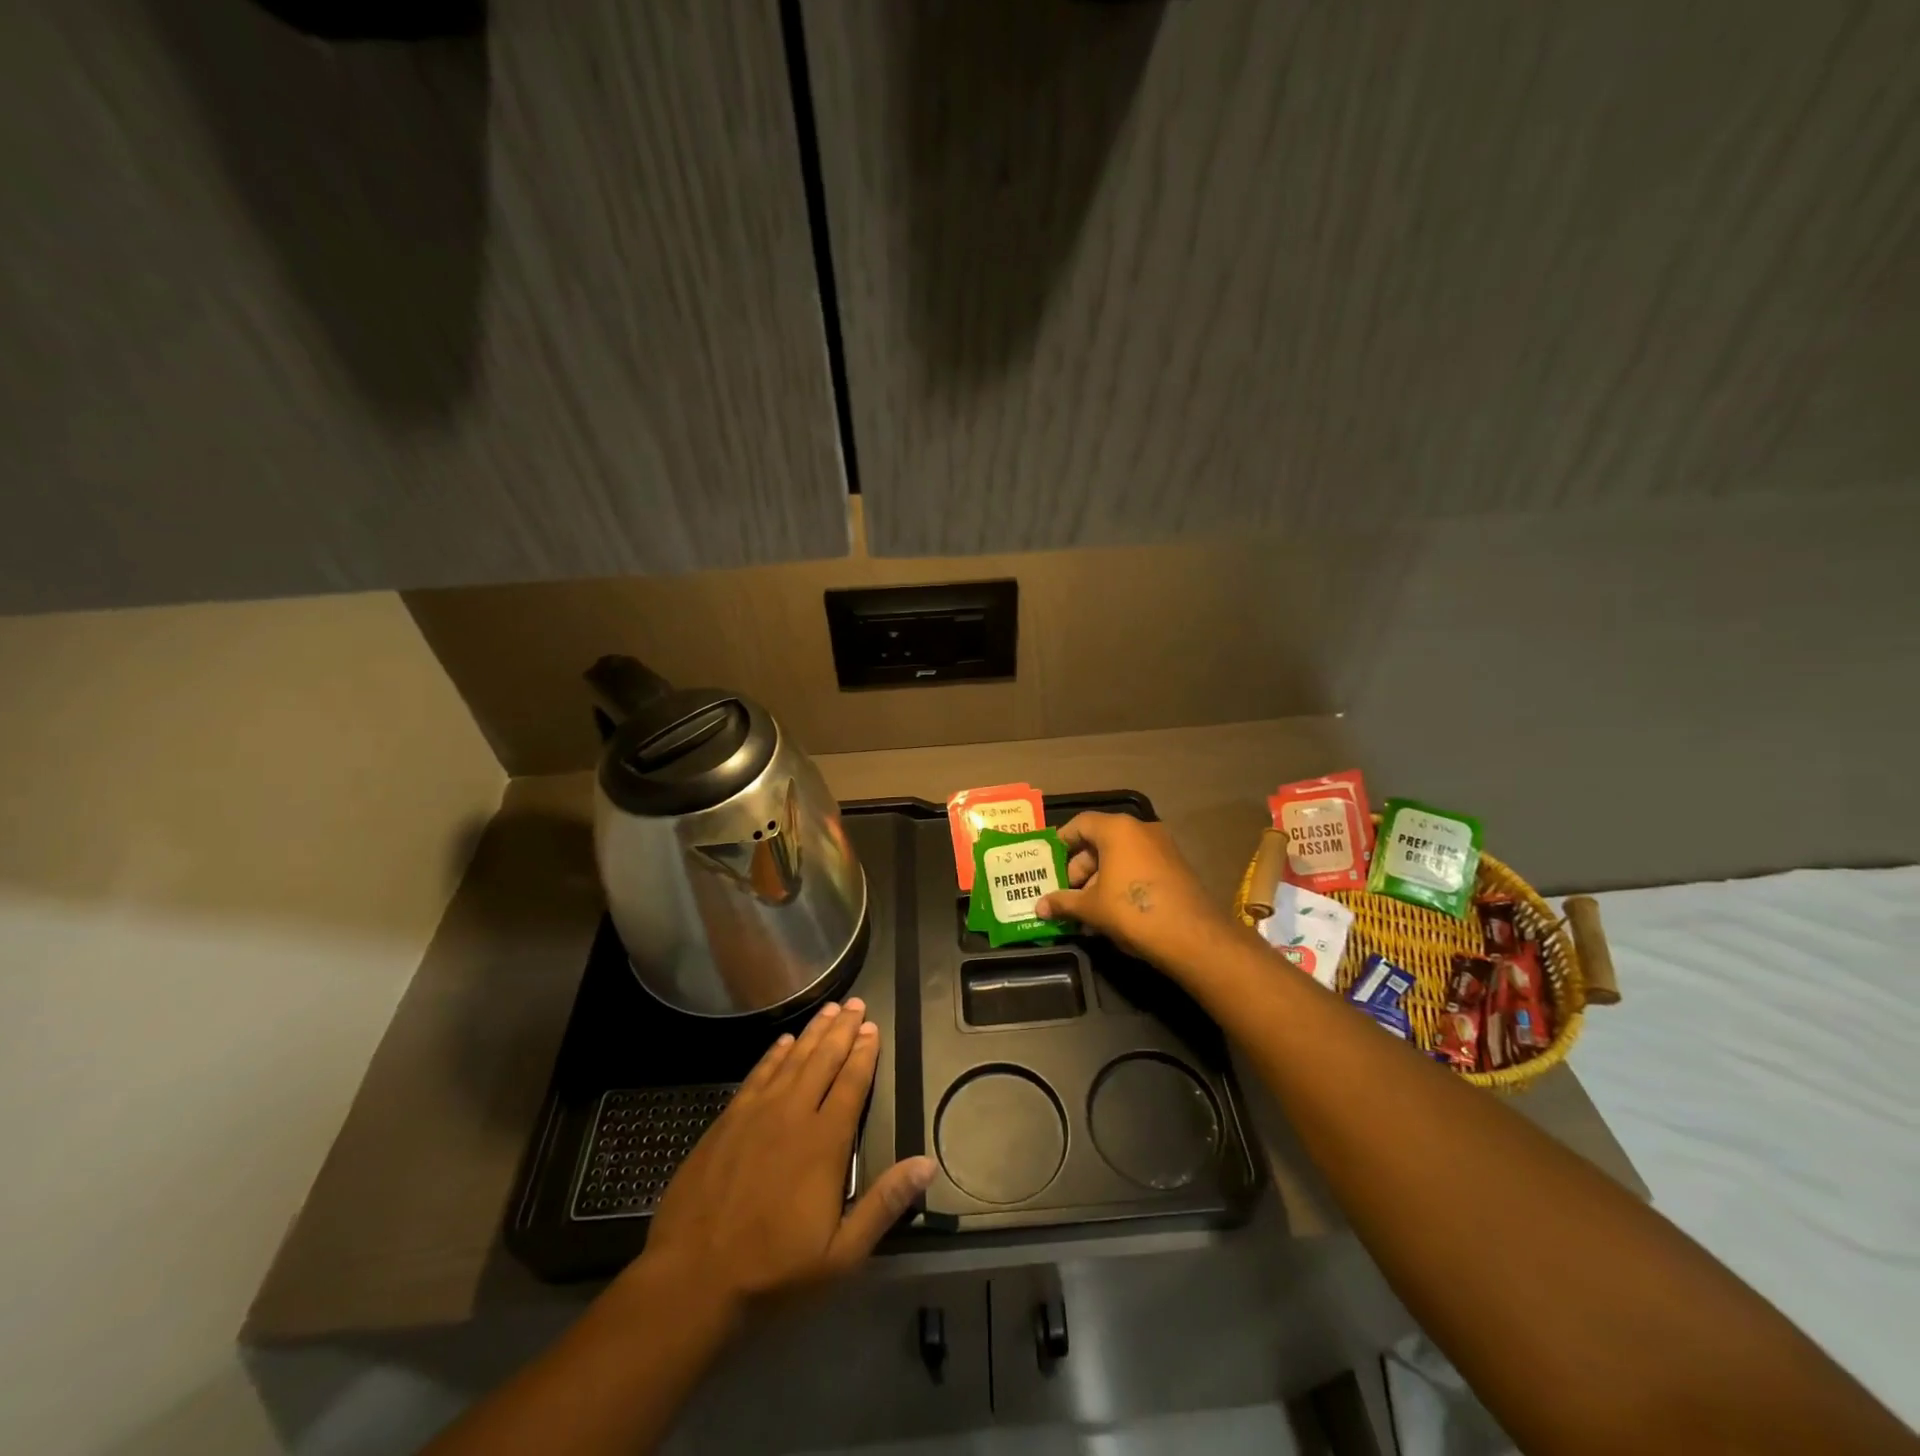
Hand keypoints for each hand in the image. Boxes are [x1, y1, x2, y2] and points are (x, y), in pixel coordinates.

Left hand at [638, 998, 936, 1318]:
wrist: (691, 1280)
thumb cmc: (772, 1271)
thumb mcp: (840, 1255)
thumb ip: (884, 1204)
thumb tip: (927, 1165)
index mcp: (824, 1142)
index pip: (851, 1084)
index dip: (864, 1054)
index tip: (873, 1028)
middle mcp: (793, 1114)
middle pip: (823, 1060)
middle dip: (842, 1030)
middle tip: (856, 1004)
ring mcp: (756, 1114)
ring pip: (792, 1060)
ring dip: (812, 1032)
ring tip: (829, 1009)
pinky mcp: (727, 1121)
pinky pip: (757, 1074)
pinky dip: (773, 1054)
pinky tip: (783, 1041)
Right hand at [1035, 812, 1237, 967]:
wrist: (1192, 936)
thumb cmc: (1132, 911)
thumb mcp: (1091, 907)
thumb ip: (1063, 902)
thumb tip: (1039, 907)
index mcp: (1117, 829)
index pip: (1081, 823)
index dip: (1062, 841)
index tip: (1049, 862)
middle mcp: (1141, 830)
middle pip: (1100, 840)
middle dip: (1080, 868)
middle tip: (1067, 893)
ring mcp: (1162, 847)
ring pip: (1120, 856)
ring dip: (1099, 879)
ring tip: (1086, 910)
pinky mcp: (1176, 867)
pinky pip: (1139, 866)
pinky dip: (1121, 882)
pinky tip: (1112, 912)